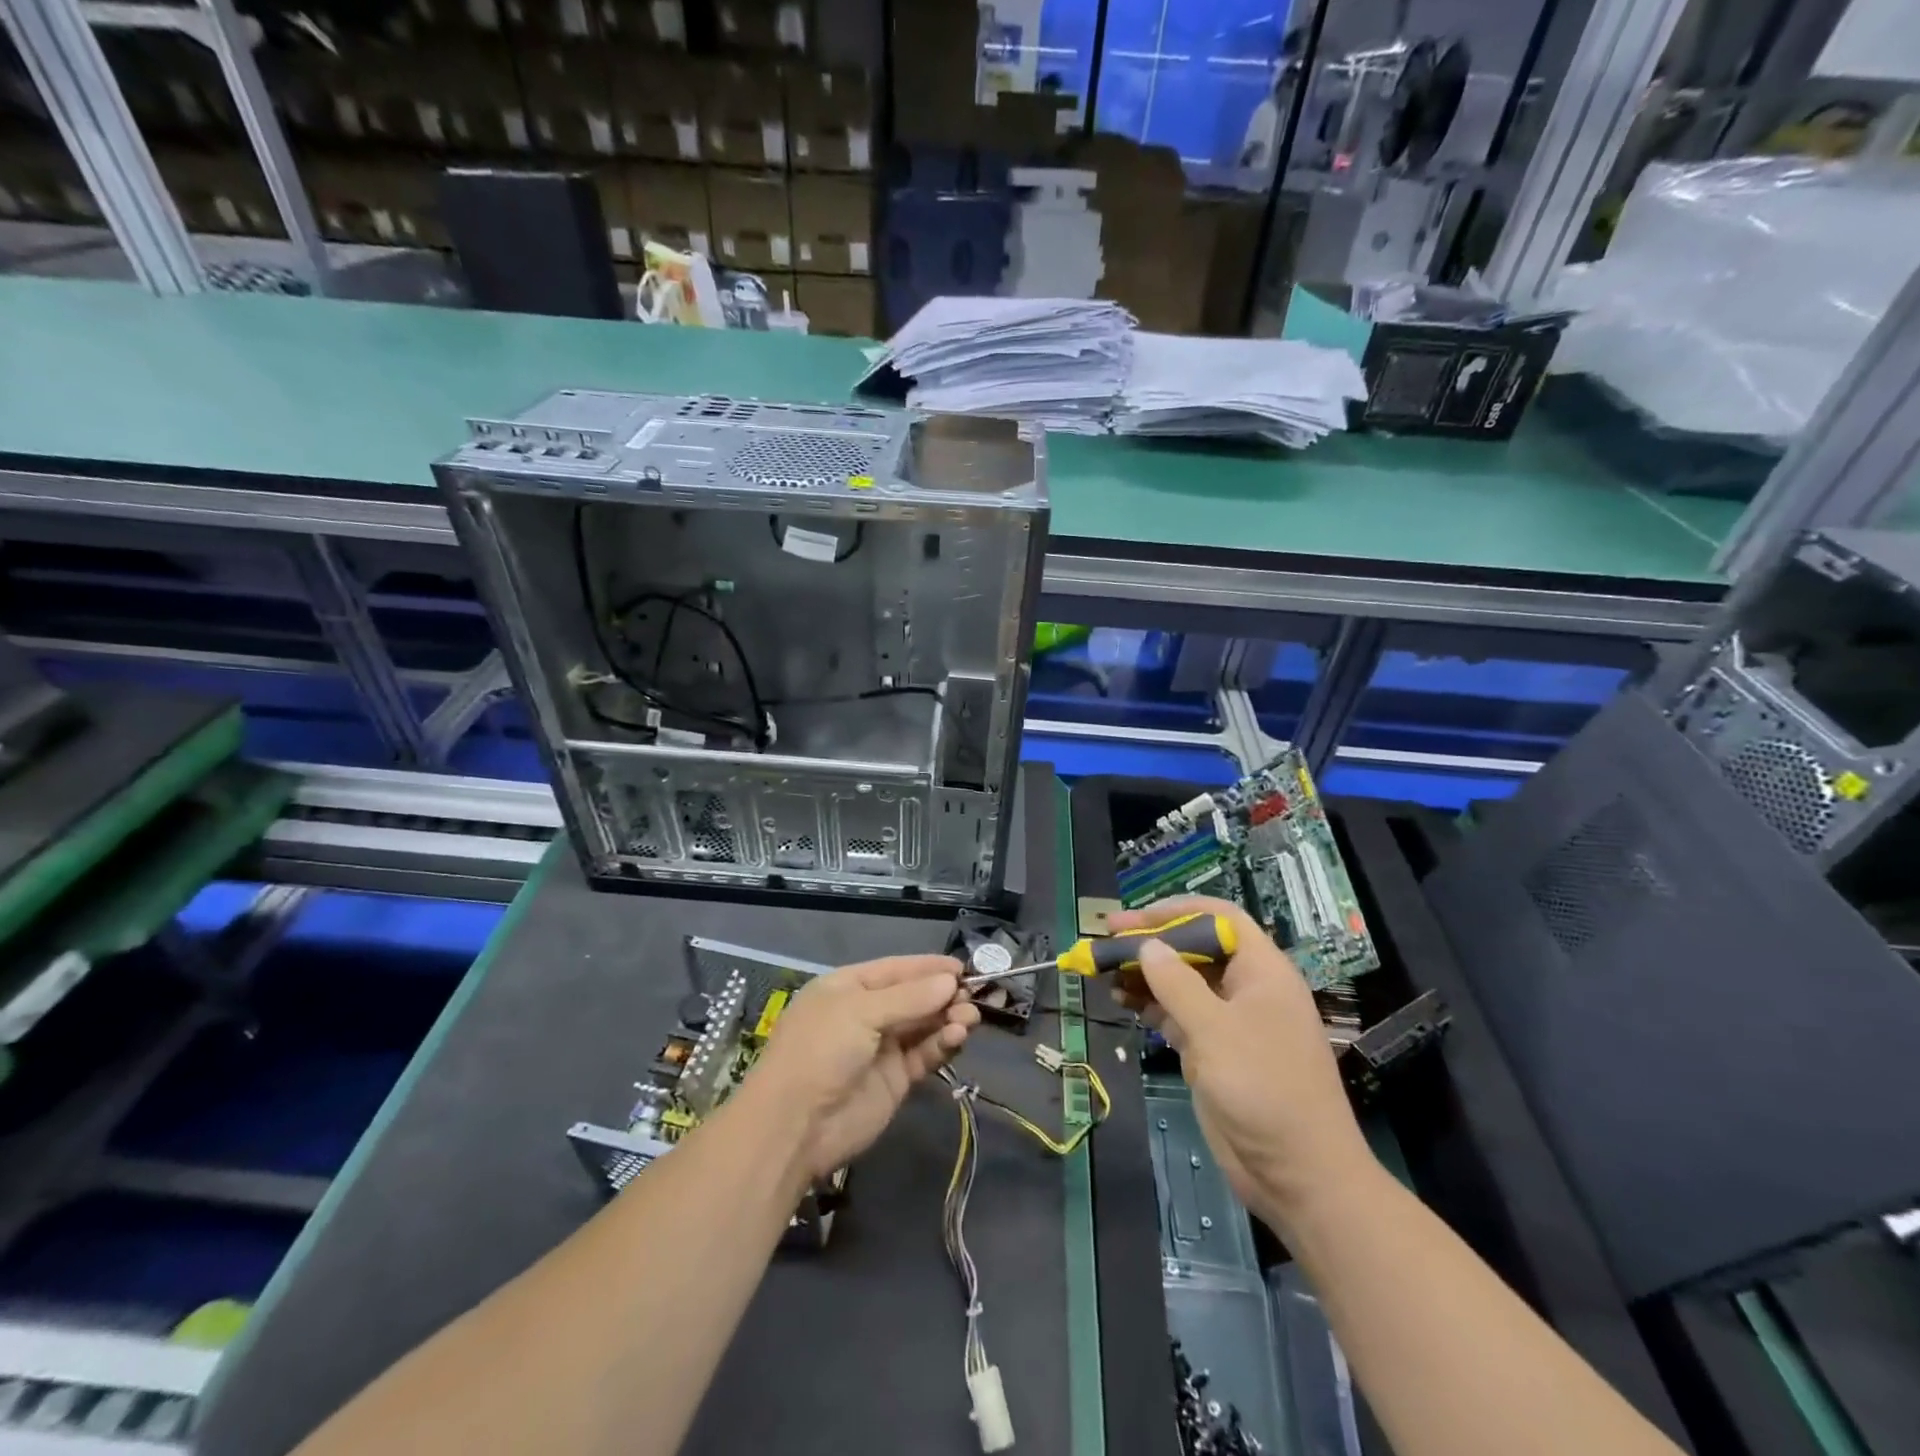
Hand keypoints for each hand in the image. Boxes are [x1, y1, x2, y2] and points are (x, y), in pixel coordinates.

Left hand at [751, 955, 978, 1179]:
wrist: (796, 1126)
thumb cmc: (821, 1050)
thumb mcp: (860, 1012)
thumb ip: (909, 997)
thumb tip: (950, 980)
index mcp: (848, 988)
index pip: (895, 970)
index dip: (928, 967)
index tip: (962, 967)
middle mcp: (866, 1013)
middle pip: (914, 997)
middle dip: (943, 994)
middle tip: (973, 995)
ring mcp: (881, 1048)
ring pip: (923, 1025)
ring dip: (948, 1018)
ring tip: (969, 1018)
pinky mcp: (895, 1080)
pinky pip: (924, 1054)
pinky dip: (942, 1044)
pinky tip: (957, 1037)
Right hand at [1109, 897, 1373, 1227]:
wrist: (1299, 1176)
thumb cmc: (1265, 1089)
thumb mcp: (1216, 1030)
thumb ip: (1177, 984)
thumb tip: (1146, 946)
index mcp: (1262, 971)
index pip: (1219, 918)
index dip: (1176, 911)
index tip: (1134, 920)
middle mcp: (1246, 989)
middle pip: (1195, 948)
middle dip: (1152, 943)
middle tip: (1107, 941)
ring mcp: (1230, 1022)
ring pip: (1182, 982)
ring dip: (1146, 975)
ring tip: (1105, 971)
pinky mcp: (1215, 1052)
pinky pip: (1178, 1015)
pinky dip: (1150, 1006)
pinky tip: (1121, 1001)